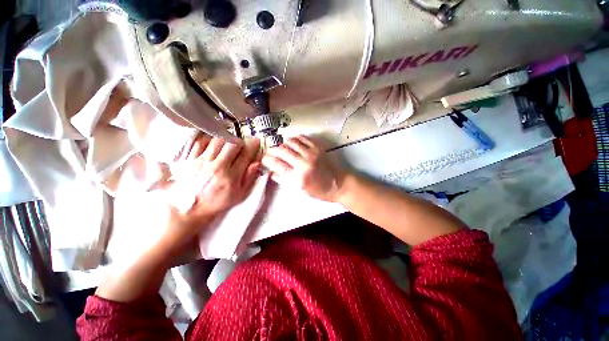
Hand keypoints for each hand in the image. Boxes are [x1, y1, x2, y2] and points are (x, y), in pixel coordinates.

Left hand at [164, 134, 260, 243]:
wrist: (189, 209)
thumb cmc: (217, 202)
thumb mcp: (238, 195)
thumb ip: (249, 178)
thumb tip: (257, 163)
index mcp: (231, 176)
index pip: (245, 155)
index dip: (253, 145)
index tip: (256, 141)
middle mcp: (217, 166)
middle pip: (232, 143)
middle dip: (239, 141)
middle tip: (240, 145)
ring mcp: (202, 161)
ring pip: (217, 140)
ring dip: (225, 140)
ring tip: (226, 145)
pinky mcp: (189, 160)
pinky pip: (200, 142)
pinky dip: (208, 140)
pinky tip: (212, 145)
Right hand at [261, 135, 348, 201]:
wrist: (338, 184)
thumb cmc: (319, 190)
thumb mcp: (300, 190)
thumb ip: (284, 180)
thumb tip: (271, 172)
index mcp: (298, 177)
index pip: (276, 164)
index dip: (267, 160)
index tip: (264, 159)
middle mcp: (303, 162)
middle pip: (281, 150)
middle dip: (272, 150)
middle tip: (271, 153)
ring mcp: (311, 153)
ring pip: (290, 141)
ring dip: (283, 144)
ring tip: (282, 148)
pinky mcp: (318, 147)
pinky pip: (302, 138)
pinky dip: (294, 139)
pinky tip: (293, 143)